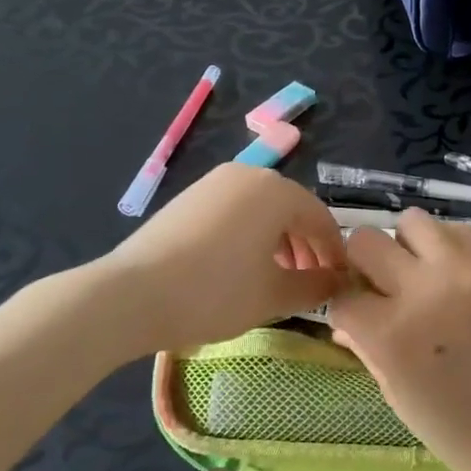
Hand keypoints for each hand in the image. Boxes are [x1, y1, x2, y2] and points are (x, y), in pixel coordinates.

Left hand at [102, 163, 345, 351]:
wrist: (130, 295)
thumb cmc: (215, 292)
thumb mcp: (275, 295)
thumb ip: (317, 287)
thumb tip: (340, 283)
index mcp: (276, 191)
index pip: (321, 219)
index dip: (335, 254)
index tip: (340, 284)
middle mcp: (248, 174)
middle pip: (292, 210)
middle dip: (307, 248)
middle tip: (309, 285)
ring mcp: (213, 183)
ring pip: (262, 211)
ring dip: (279, 243)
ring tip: (276, 280)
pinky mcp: (188, 198)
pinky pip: (234, 212)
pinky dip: (249, 237)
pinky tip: (240, 269)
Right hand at [326, 211, 470, 470]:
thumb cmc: (454, 429)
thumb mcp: (395, 393)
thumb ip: (365, 345)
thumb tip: (344, 318)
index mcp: (390, 333)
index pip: (343, 296)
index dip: (345, 308)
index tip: (356, 316)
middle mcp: (423, 290)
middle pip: (366, 241)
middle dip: (365, 265)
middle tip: (383, 287)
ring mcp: (464, 270)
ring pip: (412, 221)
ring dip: (407, 246)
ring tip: (420, 273)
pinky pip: (459, 231)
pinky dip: (448, 247)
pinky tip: (453, 274)